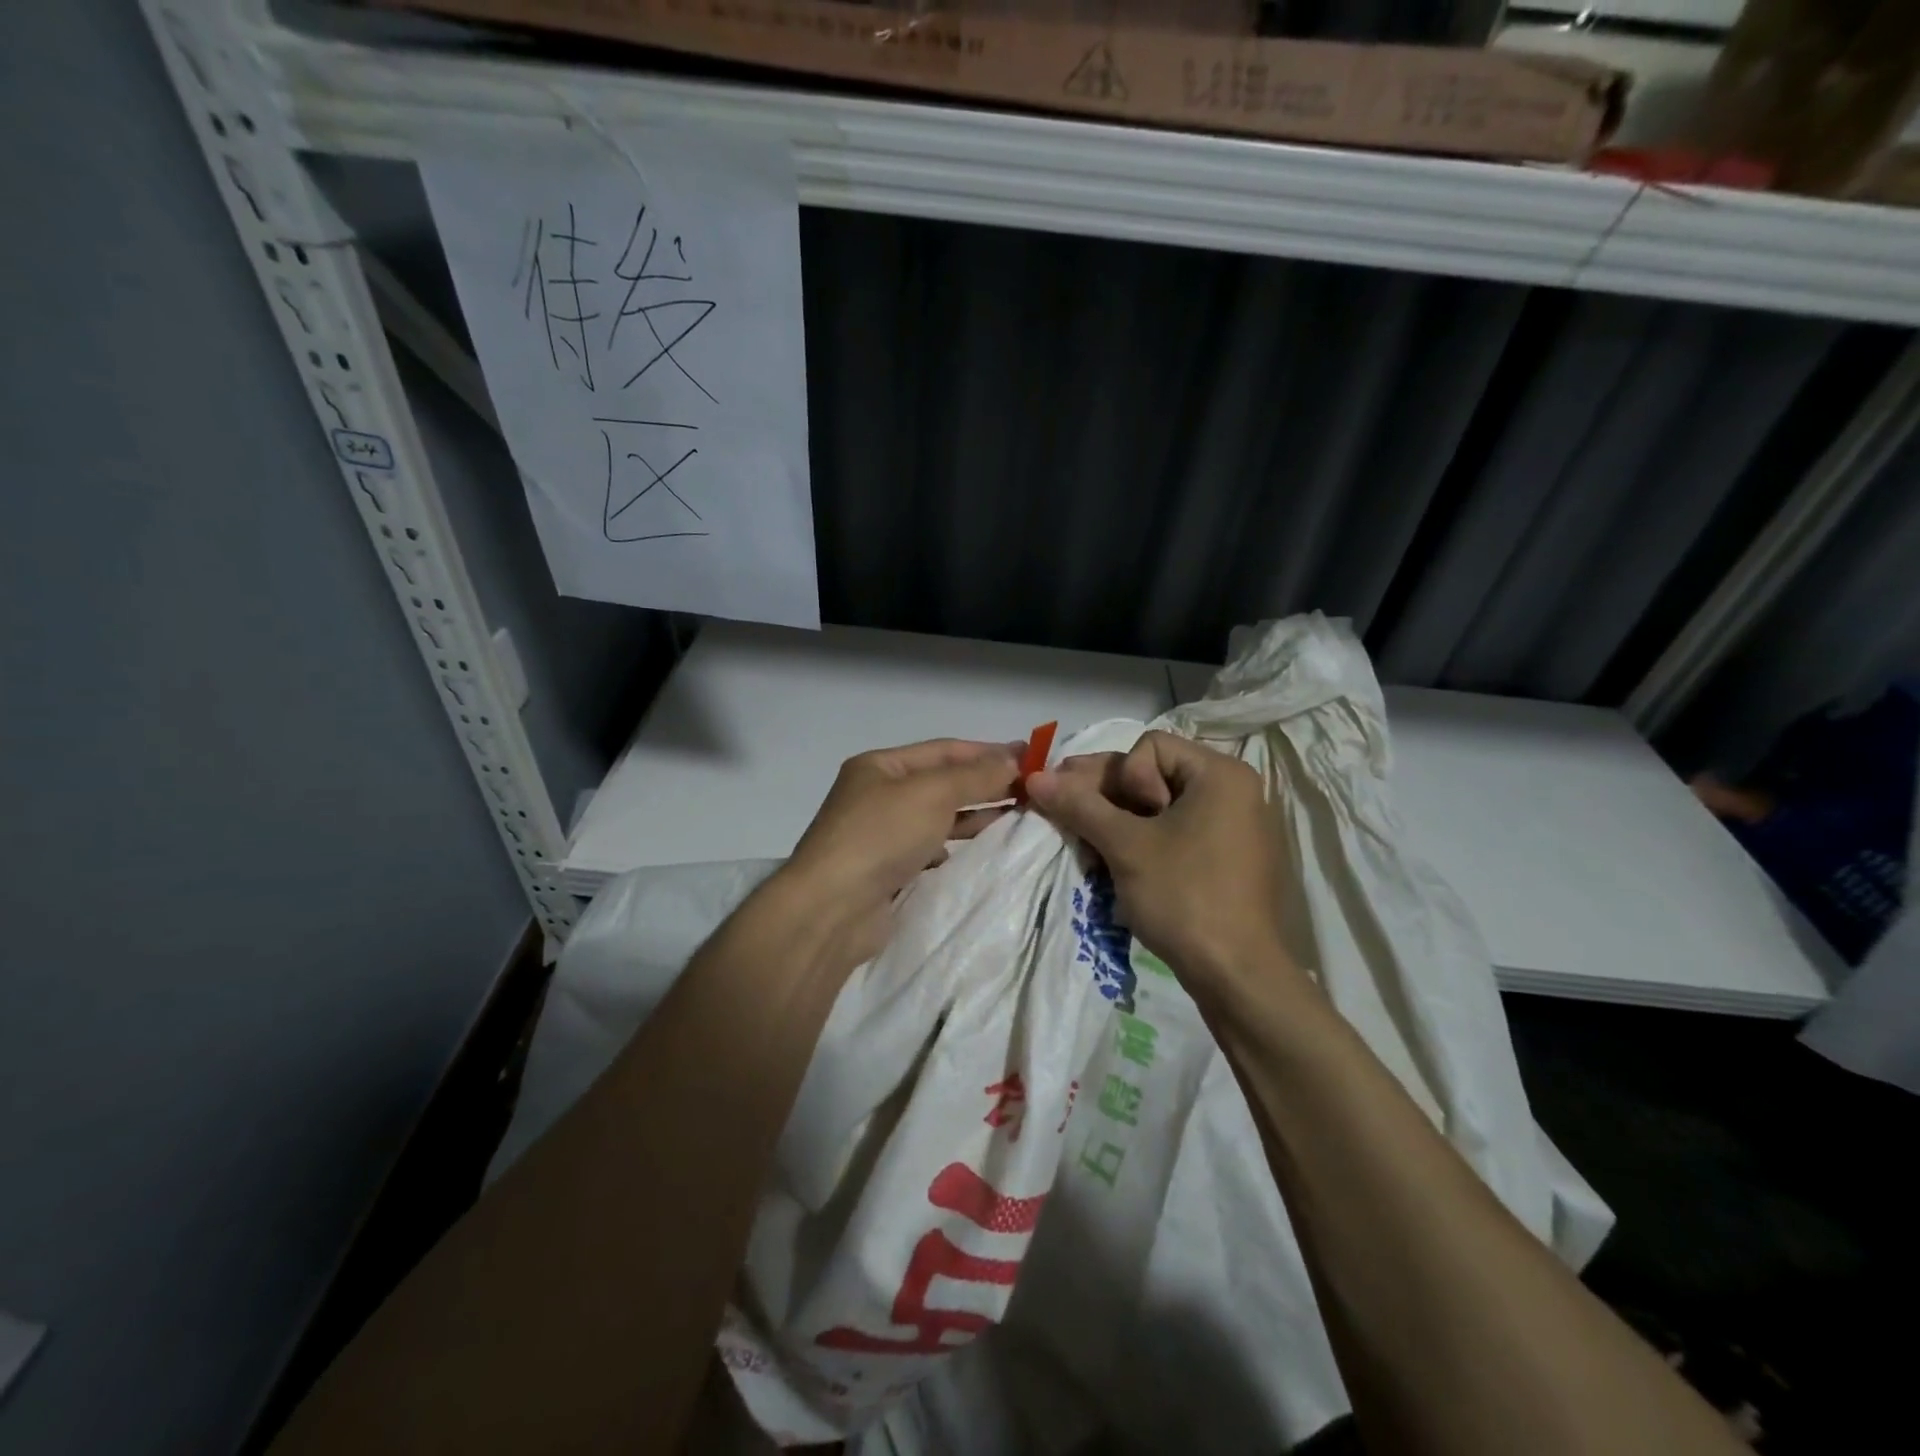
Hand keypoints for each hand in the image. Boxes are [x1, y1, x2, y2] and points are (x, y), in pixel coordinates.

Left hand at [778, 738, 1022, 969]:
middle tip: (1032, 788)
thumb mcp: (932, 793)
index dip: (987, 751)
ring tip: (1019, 815)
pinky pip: (931, 848)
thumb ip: (975, 775)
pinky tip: (982, 848)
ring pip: (938, 817)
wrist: (833, 909)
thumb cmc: (881, 835)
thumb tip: (1014, 758)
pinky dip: (957, 845)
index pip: (944, 750)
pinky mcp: (888, 870)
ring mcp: (881, 834)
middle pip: (942, 782)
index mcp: (880, 766)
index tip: (1030, 756)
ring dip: (976, 814)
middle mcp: (878, 795)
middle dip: (985, 783)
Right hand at [1027, 731, 1297, 999]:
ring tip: (1089, 845)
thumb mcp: (1125, 846)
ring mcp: (1234, 827)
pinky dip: (1144, 841)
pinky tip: (1116, 861)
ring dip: (1120, 821)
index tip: (1119, 819)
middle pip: (1155, 774)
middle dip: (1109, 796)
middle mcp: (1234, 791)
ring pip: (1161, 807)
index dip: (1122, 776)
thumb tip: (1035, 777)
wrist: (1238, 976)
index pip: (1151, 746)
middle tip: (1070, 817)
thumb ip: (1079, 805)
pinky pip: (1177, 832)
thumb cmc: (1184, 897)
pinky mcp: (1227, 859)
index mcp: (1221, 774)